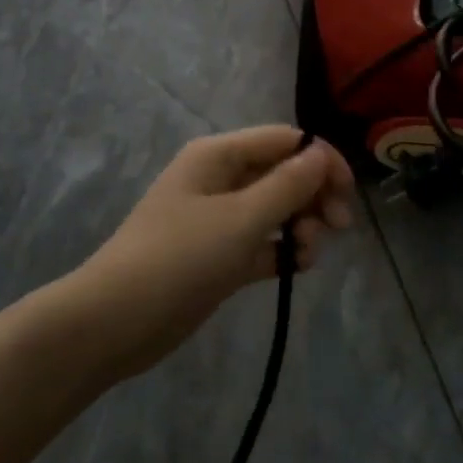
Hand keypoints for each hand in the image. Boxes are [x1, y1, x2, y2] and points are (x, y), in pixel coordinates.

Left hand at [71, 126, 354, 376]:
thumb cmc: (179, 258)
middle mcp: (220, 179)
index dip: (321, 160)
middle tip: (337, 228)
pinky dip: (282, 251)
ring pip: (276, 210)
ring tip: (306, 255)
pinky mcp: (219, 256)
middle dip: (313, 196)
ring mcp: (219, 219)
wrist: (115, 321)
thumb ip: (287, 185)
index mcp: (219, 156)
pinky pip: (263, 243)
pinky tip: (296, 268)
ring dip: (301, 226)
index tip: (347, 195)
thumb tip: (321, 154)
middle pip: (283, 174)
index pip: (285, 141)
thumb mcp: (241, 218)